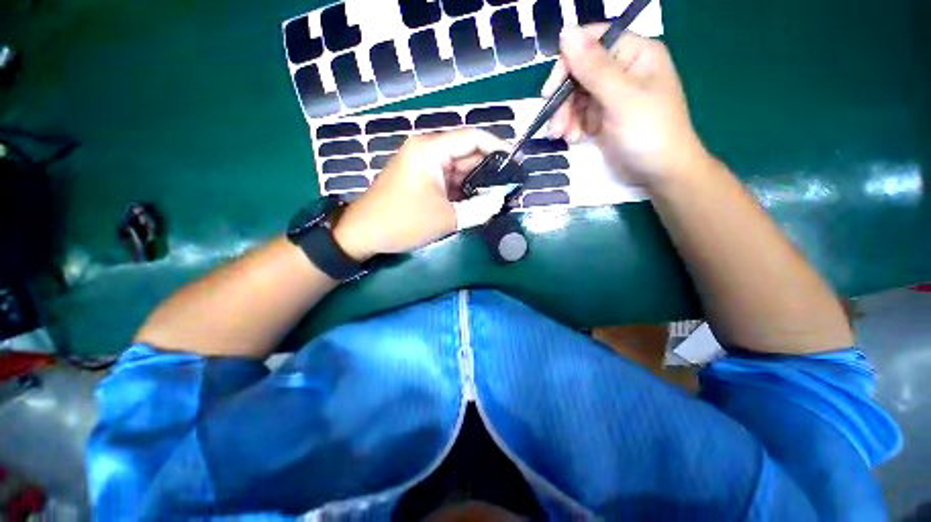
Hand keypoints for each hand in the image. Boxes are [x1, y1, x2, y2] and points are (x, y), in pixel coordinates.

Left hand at [333, 129, 507, 260]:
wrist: (364, 233)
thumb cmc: (403, 222)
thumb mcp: (446, 218)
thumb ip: (478, 208)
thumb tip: (500, 200)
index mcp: (431, 150)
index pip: (472, 138)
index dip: (498, 147)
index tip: (516, 162)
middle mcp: (427, 150)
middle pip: (466, 153)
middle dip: (489, 170)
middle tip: (509, 186)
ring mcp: (422, 164)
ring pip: (458, 168)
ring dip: (476, 182)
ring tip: (497, 196)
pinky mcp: (420, 178)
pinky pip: (447, 178)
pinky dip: (462, 189)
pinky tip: (476, 200)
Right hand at [542, 25, 710, 186]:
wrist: (660, 172)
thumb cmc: (648, 132)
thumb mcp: (621, 98)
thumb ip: (594, 67)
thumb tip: (565, 31)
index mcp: (634, 54)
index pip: (592, 43)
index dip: (568, 63)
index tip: (550, 91)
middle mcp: (622, 69)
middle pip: (579, 73)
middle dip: (564, 101)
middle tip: (556, 126)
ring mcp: (611, 95)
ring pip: (575, 97)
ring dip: (565, 117)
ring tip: (564, 137)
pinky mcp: (603, 117)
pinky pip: (579, 115)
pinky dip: (572, 127)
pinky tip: (574, 139)